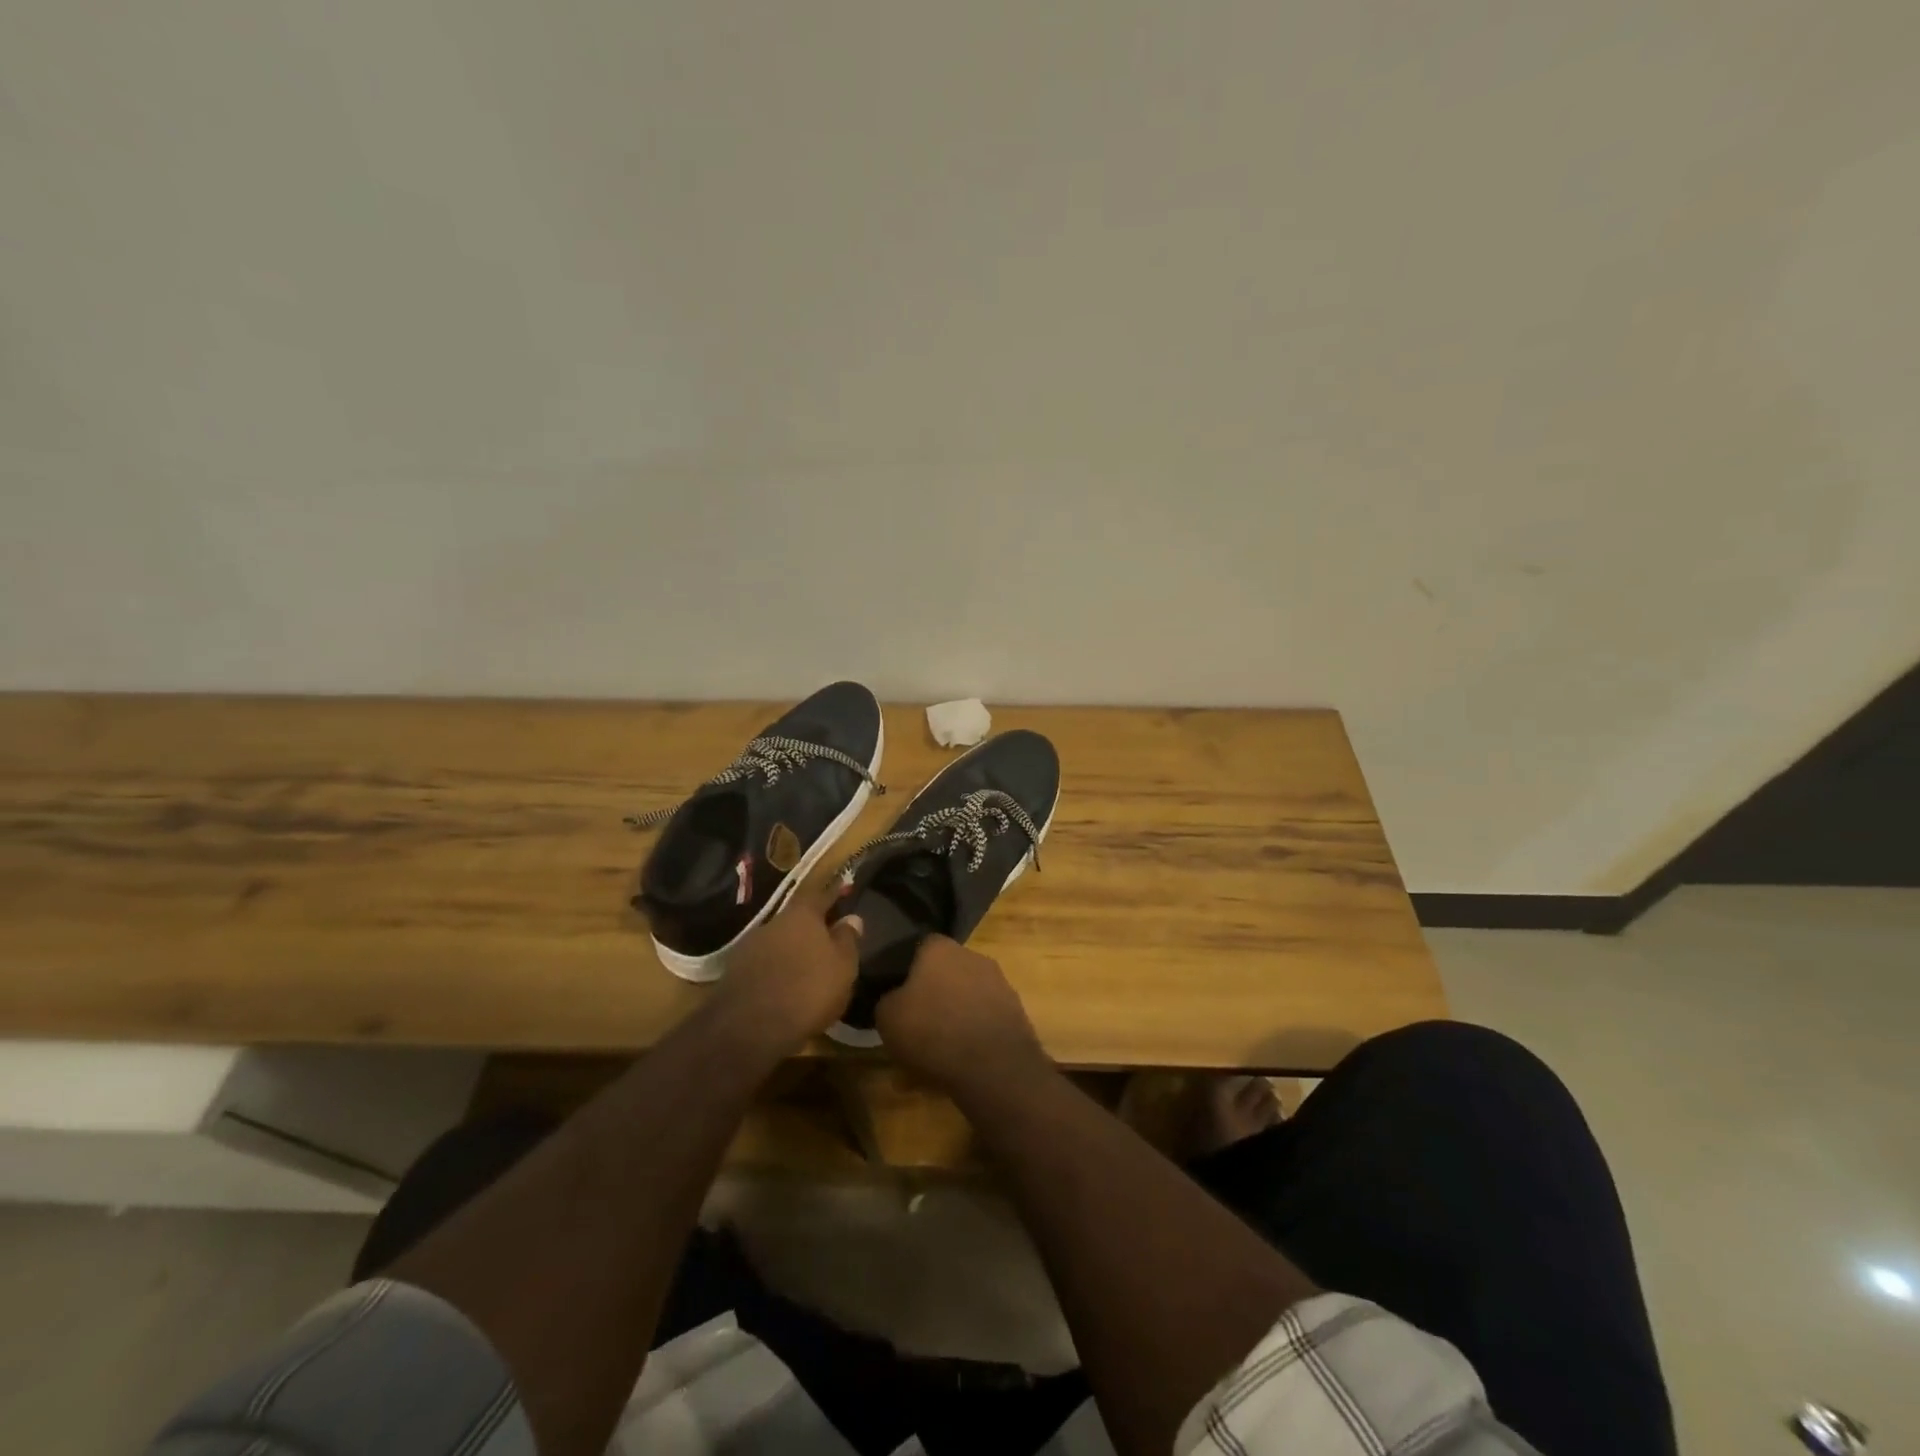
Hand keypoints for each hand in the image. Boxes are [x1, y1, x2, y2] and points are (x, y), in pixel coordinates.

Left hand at [713, 879, 863, 1051]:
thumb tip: (852, 918)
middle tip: (826, 941)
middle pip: (796, 920)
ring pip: (778, 943)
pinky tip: (784, 988)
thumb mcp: (842, 966)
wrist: (749, 1028)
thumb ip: (847, 939)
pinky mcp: (733, 974)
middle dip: (810, 929)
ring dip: (791, 952)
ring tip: (805, 970)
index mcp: (801, 914)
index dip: (832, 894)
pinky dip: (774, 972)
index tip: (842, 891)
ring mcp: (749, 947)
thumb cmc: (807, 990)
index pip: (820, 895)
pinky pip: (763, 966)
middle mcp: (772, 922)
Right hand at [874, 936, 1047, 1094]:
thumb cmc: (932, 1031)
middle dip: (933, 994)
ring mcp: (999, 982)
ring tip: (936, 1051)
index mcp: (940, 948)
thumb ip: (887, 999)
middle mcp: (973, 956)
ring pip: (966, 997)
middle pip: (946, 972)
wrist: (993, 1067)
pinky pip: (983, 1019)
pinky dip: (972, 1035)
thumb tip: (894, 998)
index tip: (898, 995)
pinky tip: (960, 1062)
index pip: (920, 947)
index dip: (907, 971)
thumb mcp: (887, 1017)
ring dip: (953, 1017)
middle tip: (916, 1024)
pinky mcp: (1015, 1011)